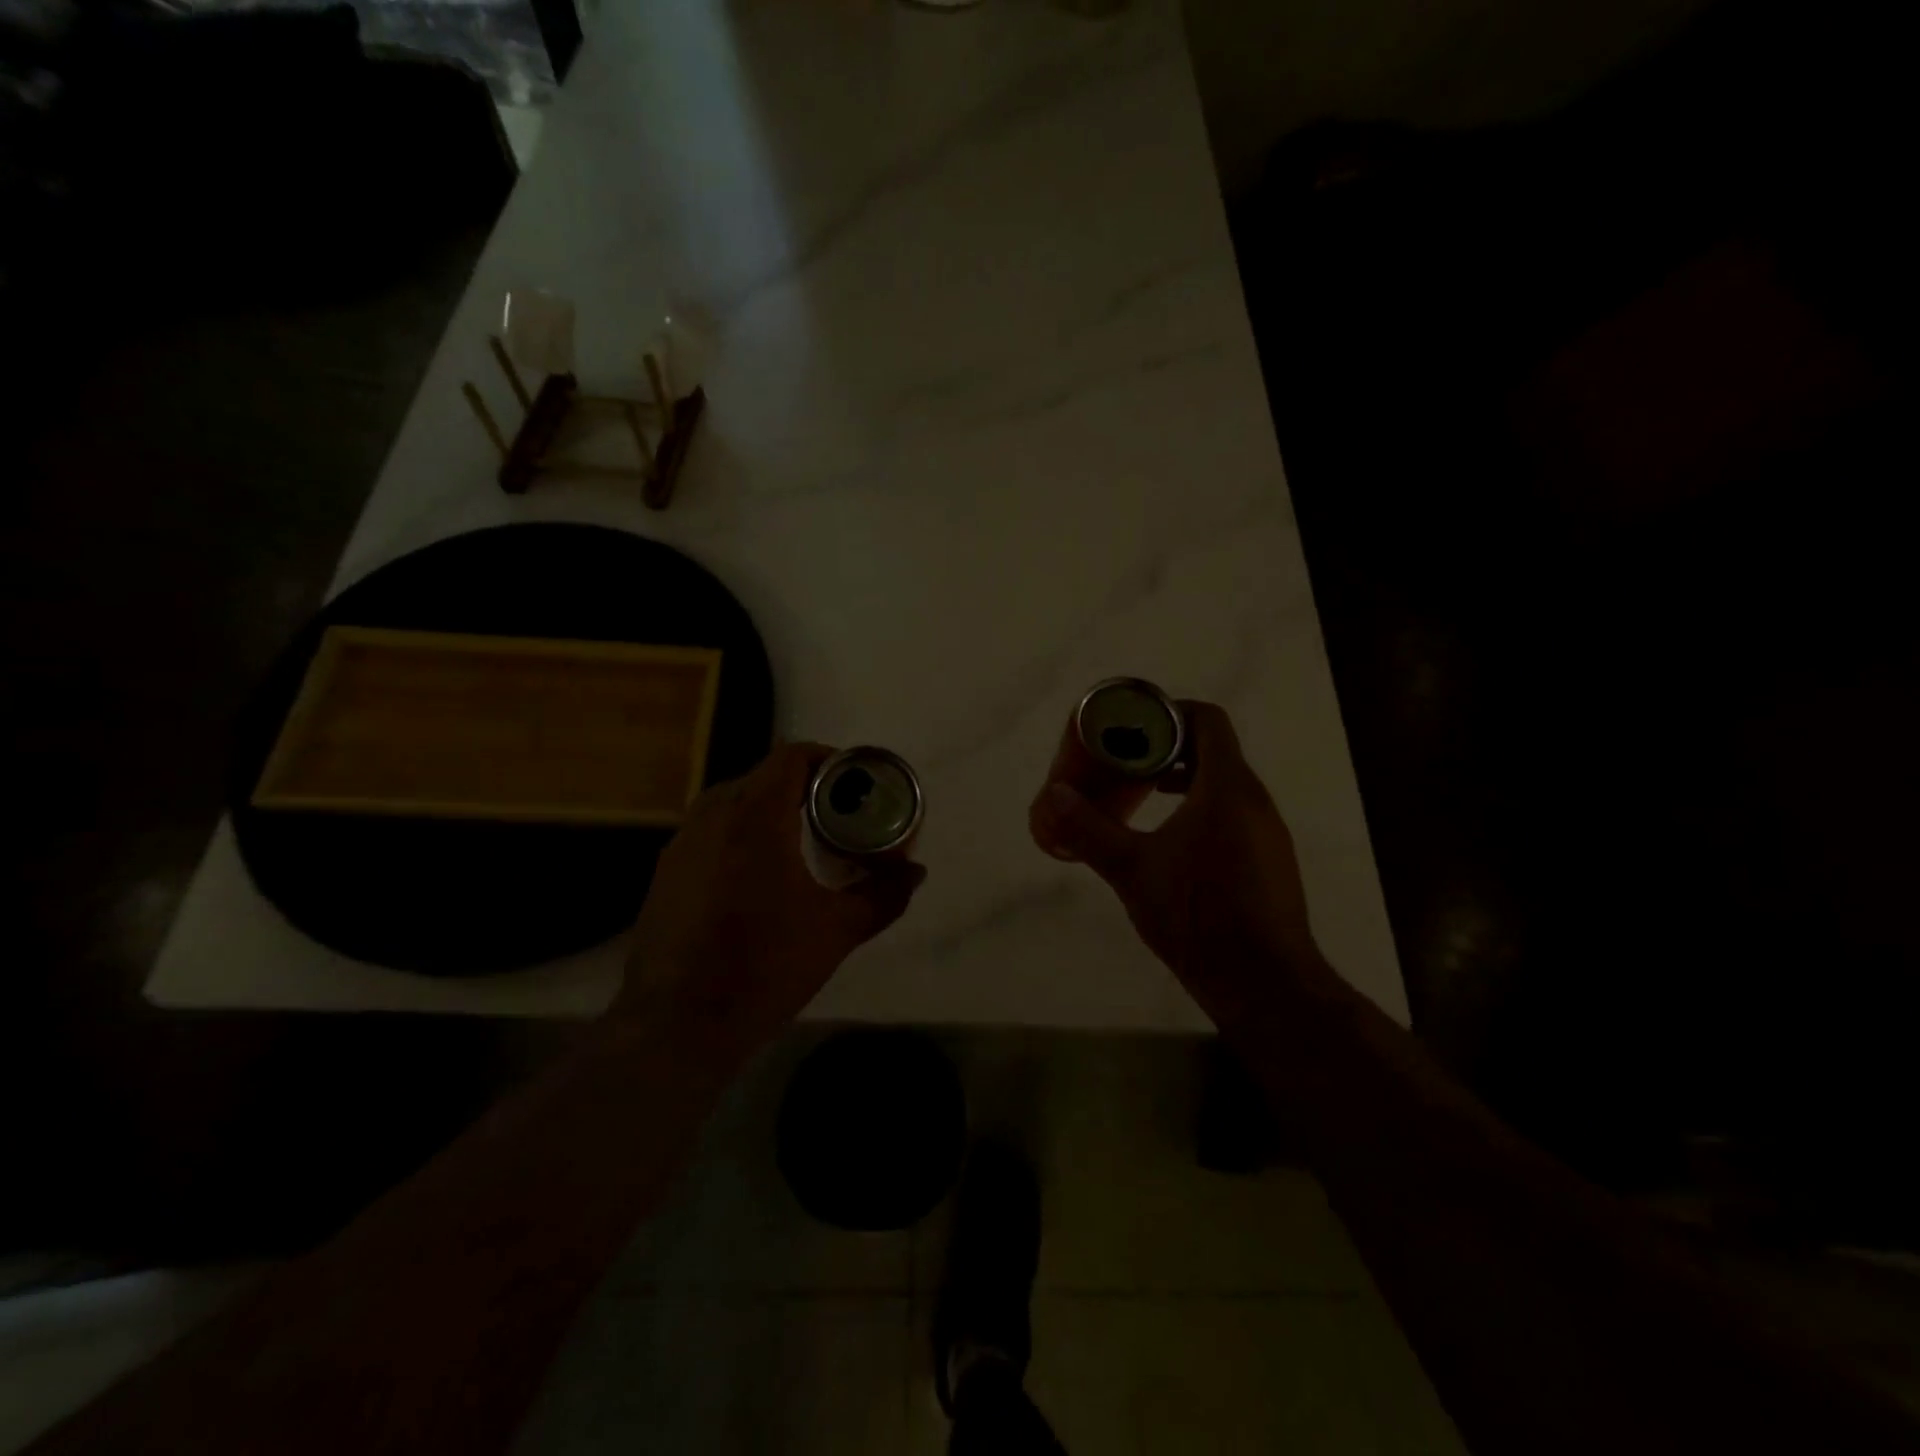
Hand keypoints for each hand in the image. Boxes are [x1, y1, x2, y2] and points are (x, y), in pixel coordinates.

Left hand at [621, 743, 925, 1055]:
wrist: (678, 1024)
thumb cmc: (765, 966)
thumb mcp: (837, 930)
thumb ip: (883, 895)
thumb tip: (916, 872)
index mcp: (756, 816)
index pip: (792, 756)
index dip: (828, 759)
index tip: (853, 784)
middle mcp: (712, 816)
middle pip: (763, 776)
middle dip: (803, 788)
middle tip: (835, 816)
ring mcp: (681, 843)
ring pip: (733, 803)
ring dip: (769, 811)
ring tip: (800, 844)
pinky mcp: (665, 872)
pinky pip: (710, 833)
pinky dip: (740, 836)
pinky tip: (757, 878)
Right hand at [1028, 701, 1333, 1022]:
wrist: (1263, 983)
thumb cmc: (1196, 914)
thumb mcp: (1130, 869)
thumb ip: (1089, 828)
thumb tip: (1054, 794)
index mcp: (1227, 787)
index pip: (1208, 720)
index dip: (1170, 713)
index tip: (1134, 728)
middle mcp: (1254, 800)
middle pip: (1214, 750)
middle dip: (1168, 749)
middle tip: (1127, 763)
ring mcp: (1267, 832)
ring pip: (1224, 784)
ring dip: (1185, 780)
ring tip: (1144, 796)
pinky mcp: (1269, 861)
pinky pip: (1234, 814)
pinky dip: (1202, 809)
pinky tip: (1171, 842)